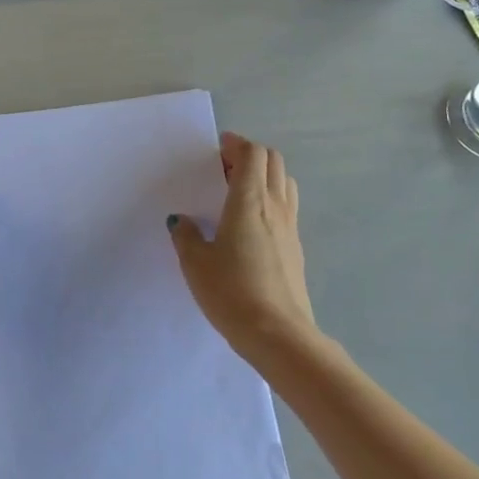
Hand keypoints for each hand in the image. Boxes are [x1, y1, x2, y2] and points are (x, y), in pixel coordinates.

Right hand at [168, 133, 315, 355]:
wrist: (277, 333)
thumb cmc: (231, 292)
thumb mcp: (196, 264)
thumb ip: (187, 236)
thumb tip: (182, 220)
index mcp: (249, 202)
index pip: (252, 155)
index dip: (236, 145)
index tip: (218, 149)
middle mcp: (275, 206)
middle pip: (273, 162)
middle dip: (250, 156)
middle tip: (224, 168)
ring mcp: (290, 227)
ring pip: (284, 182)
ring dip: (264, 175)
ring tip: (237, 192)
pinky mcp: (295, 247)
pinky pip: (286, 207)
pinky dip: (270, 199)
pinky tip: (249, 223)